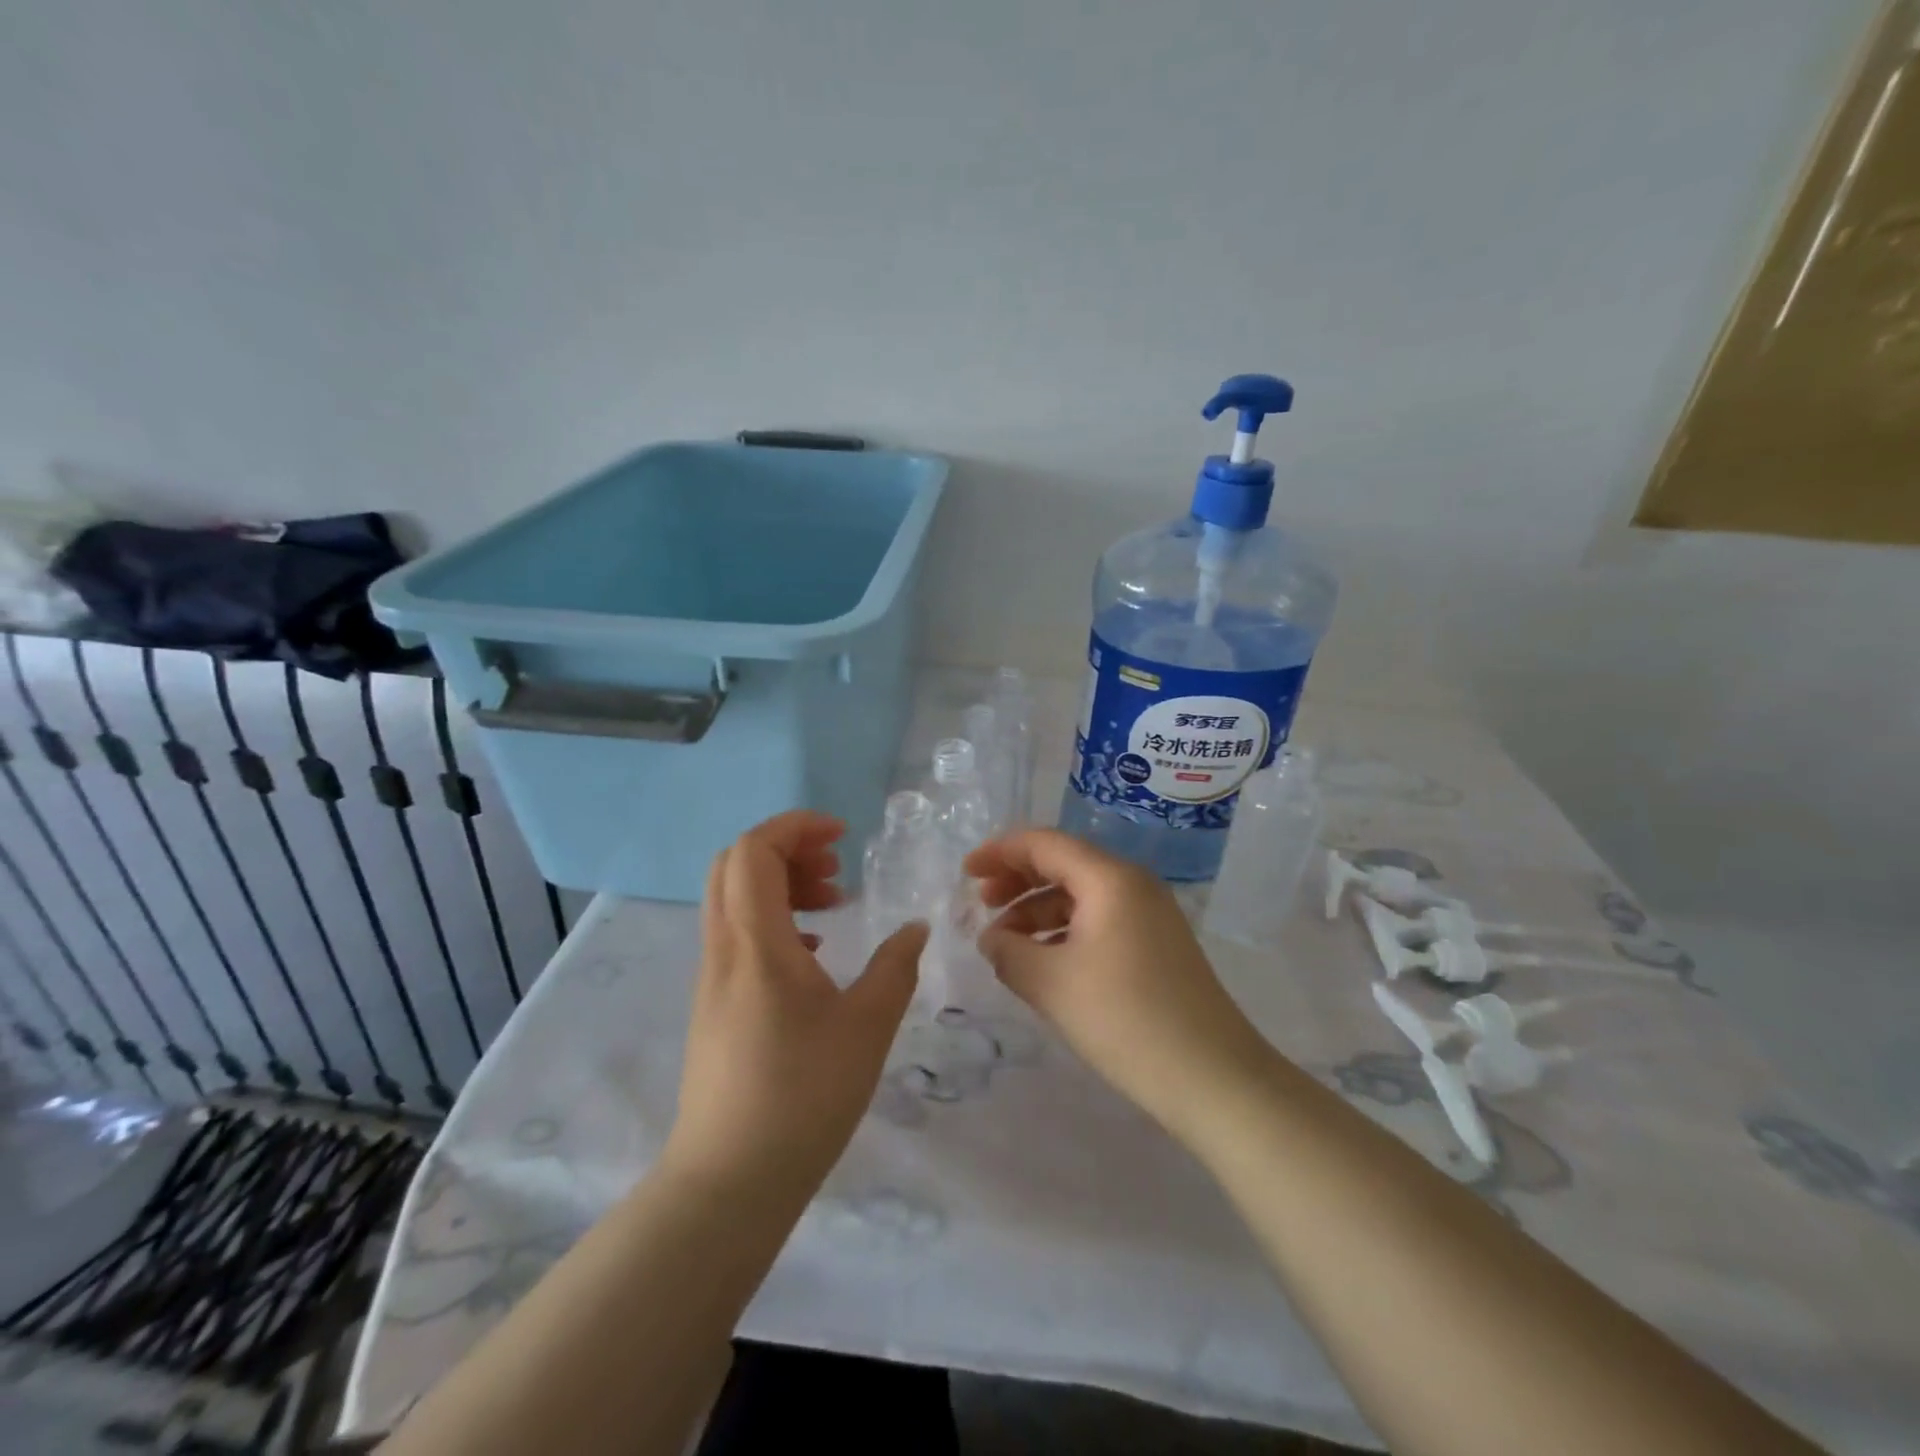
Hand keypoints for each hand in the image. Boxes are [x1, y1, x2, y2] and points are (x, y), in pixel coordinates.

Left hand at [665, 811, 927, 1202]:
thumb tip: (915, 928)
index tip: (842, 836)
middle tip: (835, 869)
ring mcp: (712, 978)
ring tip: (832, 905)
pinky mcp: (713, 1005)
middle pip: (734, 865)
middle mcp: (723, 949)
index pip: (754, 850)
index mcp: (756, 942)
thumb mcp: (867, 1026)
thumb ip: (895, 966)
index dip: (796, 826)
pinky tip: (813, 954)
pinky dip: (773, 919)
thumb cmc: (803, 1096)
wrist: (729, 1181)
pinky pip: (736, 934)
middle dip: (787, 849)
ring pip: (733, 899)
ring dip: (780, 884)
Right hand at [966, 829, 1275, 1140]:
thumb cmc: (1125, 1020)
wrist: (1214, 1077)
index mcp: (1109, 878)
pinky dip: (1063, 931)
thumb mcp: (1051, 984)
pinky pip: (1099, 920)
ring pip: (1080, 895)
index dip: (1000, 853)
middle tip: (981, 905)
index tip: (965, 873)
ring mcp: (1150, 914)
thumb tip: (992, 939)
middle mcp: (1132, 884)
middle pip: (1063, 864)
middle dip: (1017, 880)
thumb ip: (1009, 952)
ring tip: (1004, 942)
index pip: (1044, 844)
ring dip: (1037, 911)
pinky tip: (1042, 960)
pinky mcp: (1156, 944)